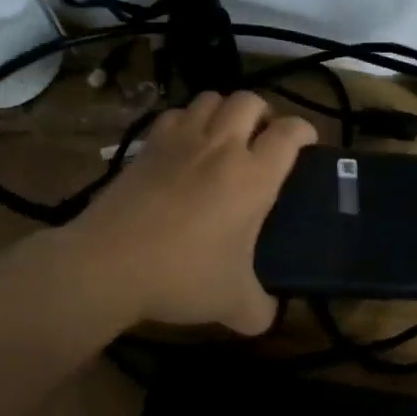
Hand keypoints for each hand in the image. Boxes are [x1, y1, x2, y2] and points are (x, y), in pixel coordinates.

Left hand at [68, 90, 314, 333]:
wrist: (109, 264)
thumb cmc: (182, 276)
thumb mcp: (233, 303)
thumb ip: (259, 309)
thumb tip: (266, 317)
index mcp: (254, 176)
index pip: (291, 133)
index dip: (305, 131)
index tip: (306, 143)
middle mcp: (222, 147)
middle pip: (250, 100)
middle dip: (263, 112)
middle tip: (261, 138)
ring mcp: (182, 141)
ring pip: (211, 98)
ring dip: (224, 110)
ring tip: (224, 135)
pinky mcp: (148, 144)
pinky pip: (175, 113)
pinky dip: (187, 120)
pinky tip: (184, 144)